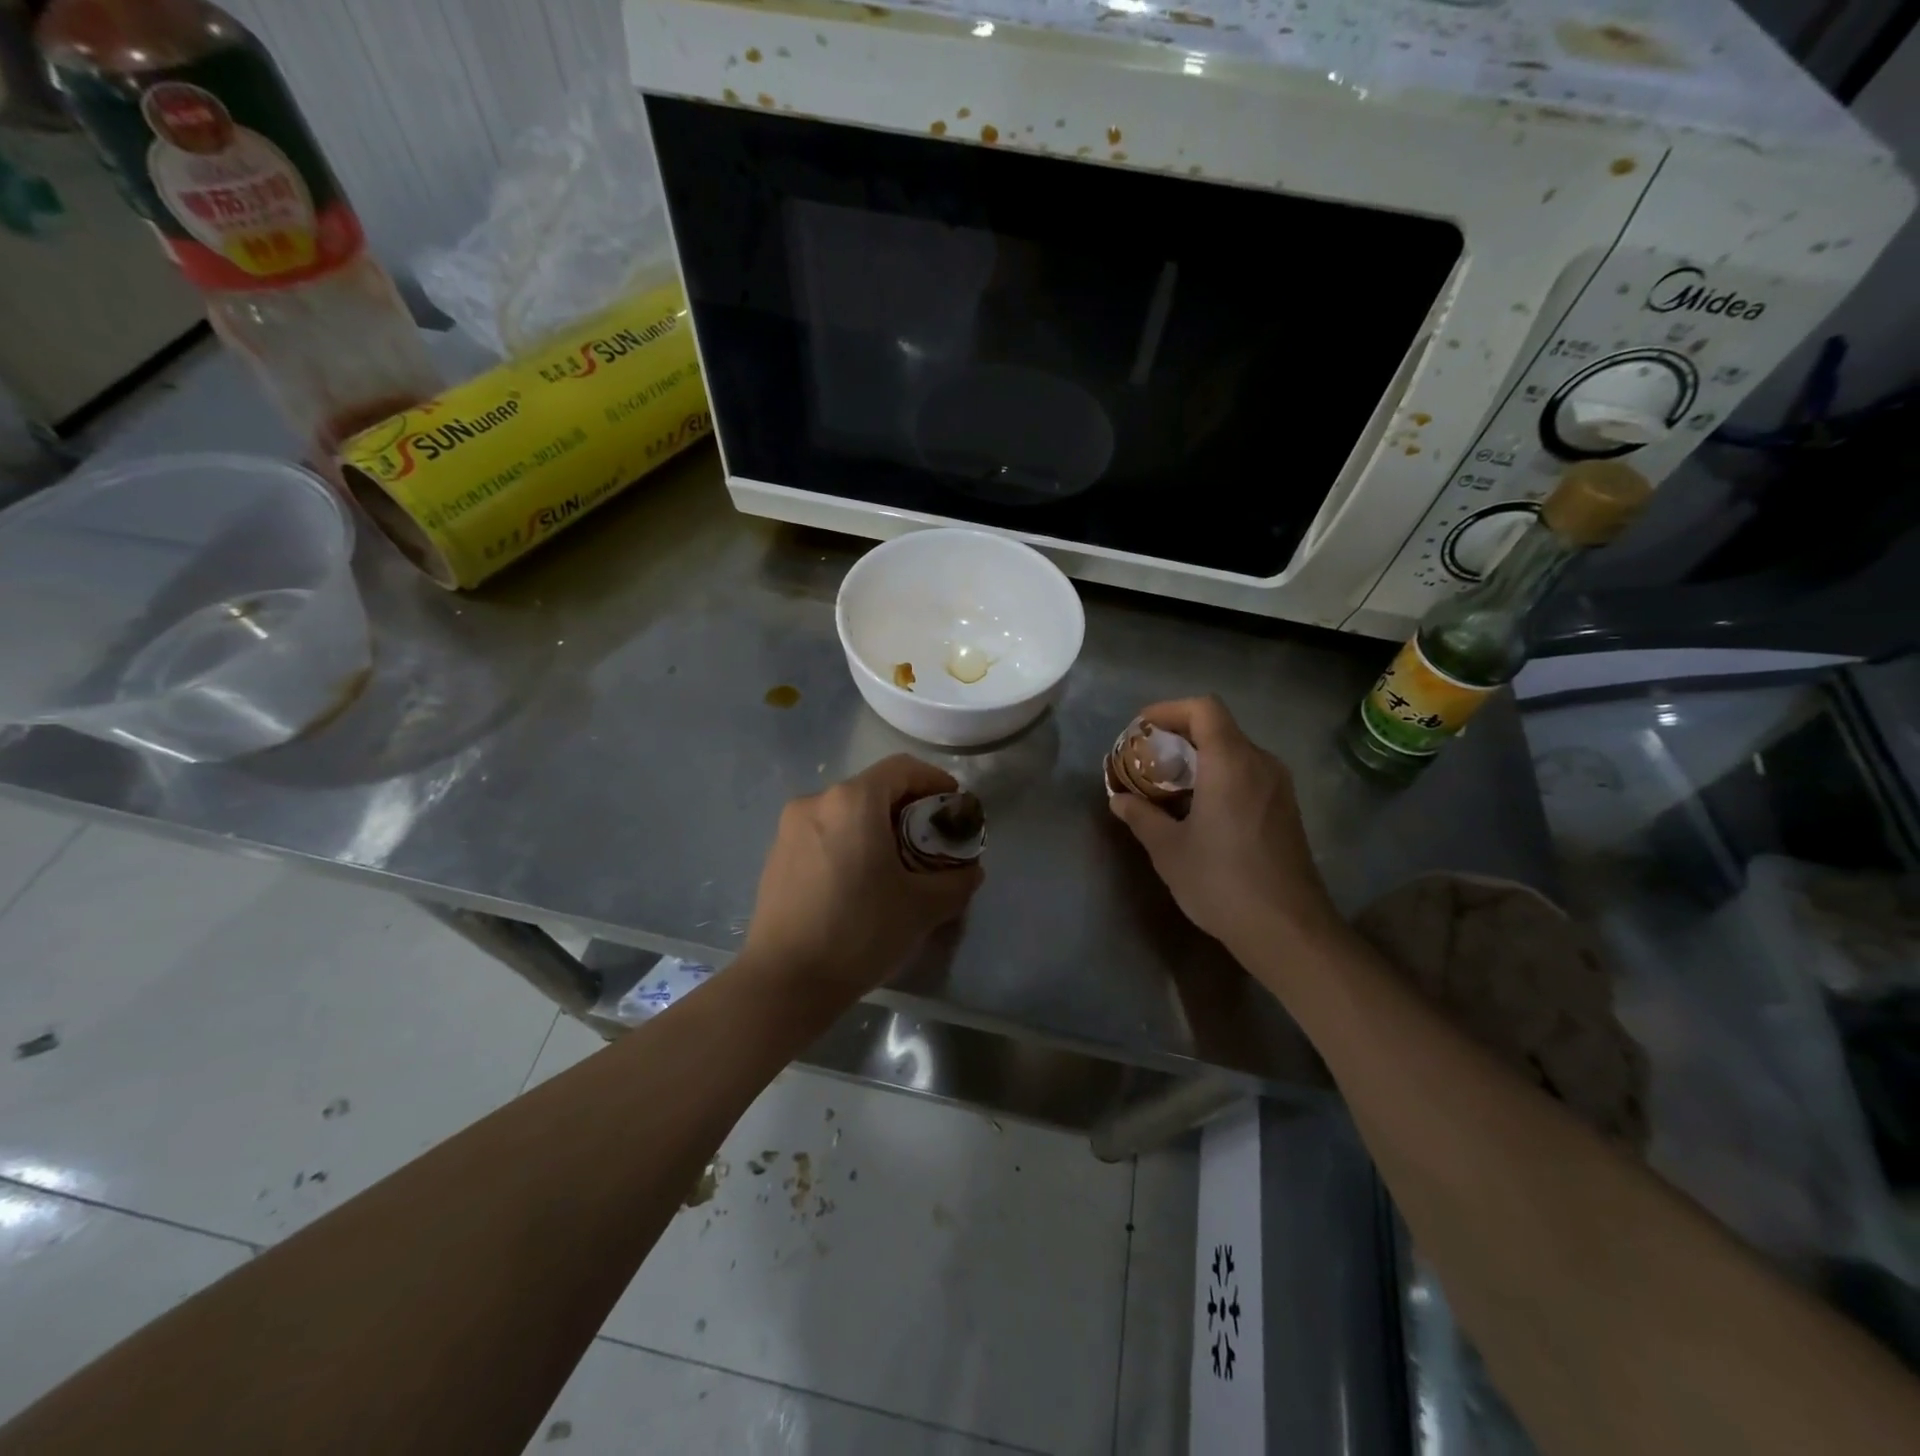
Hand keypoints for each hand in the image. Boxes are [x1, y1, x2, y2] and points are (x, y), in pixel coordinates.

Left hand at [741, 755, 983, 1000]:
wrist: (785, 980)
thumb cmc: (860, 931)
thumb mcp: (922, 907)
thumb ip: (956, 882)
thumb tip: (970, 871)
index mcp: (853, 801)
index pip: (902, 768)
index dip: (934, 780)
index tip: (953, 805)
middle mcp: (817, 801)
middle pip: (873, 788)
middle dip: (908, 807)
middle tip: (931, 839)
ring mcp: (791, 827)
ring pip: (846, 810)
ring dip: (877, 825)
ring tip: (897, 861)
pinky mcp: (777, 853)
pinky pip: (824, 831)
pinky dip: (849, 840)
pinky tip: (860, 878)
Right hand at [1108, 696, 1338, 954]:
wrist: (1288, 929)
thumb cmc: (1222, 882)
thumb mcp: (1168, 850)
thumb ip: (1141, 816)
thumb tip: (1119, 799)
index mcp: (1231, 763)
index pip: (1203, 709)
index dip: (1169, 709)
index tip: (1141, 728)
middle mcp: (1260, 764)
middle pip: (1218, 727)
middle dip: (1178, 736)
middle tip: (1147, 760)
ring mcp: (1279, 787)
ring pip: (1234, 751)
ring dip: (1199, 758)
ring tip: (1167, 786)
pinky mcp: (1286, 809)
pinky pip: (1248, 774)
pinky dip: (1219, 776)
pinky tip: (1199, 810)